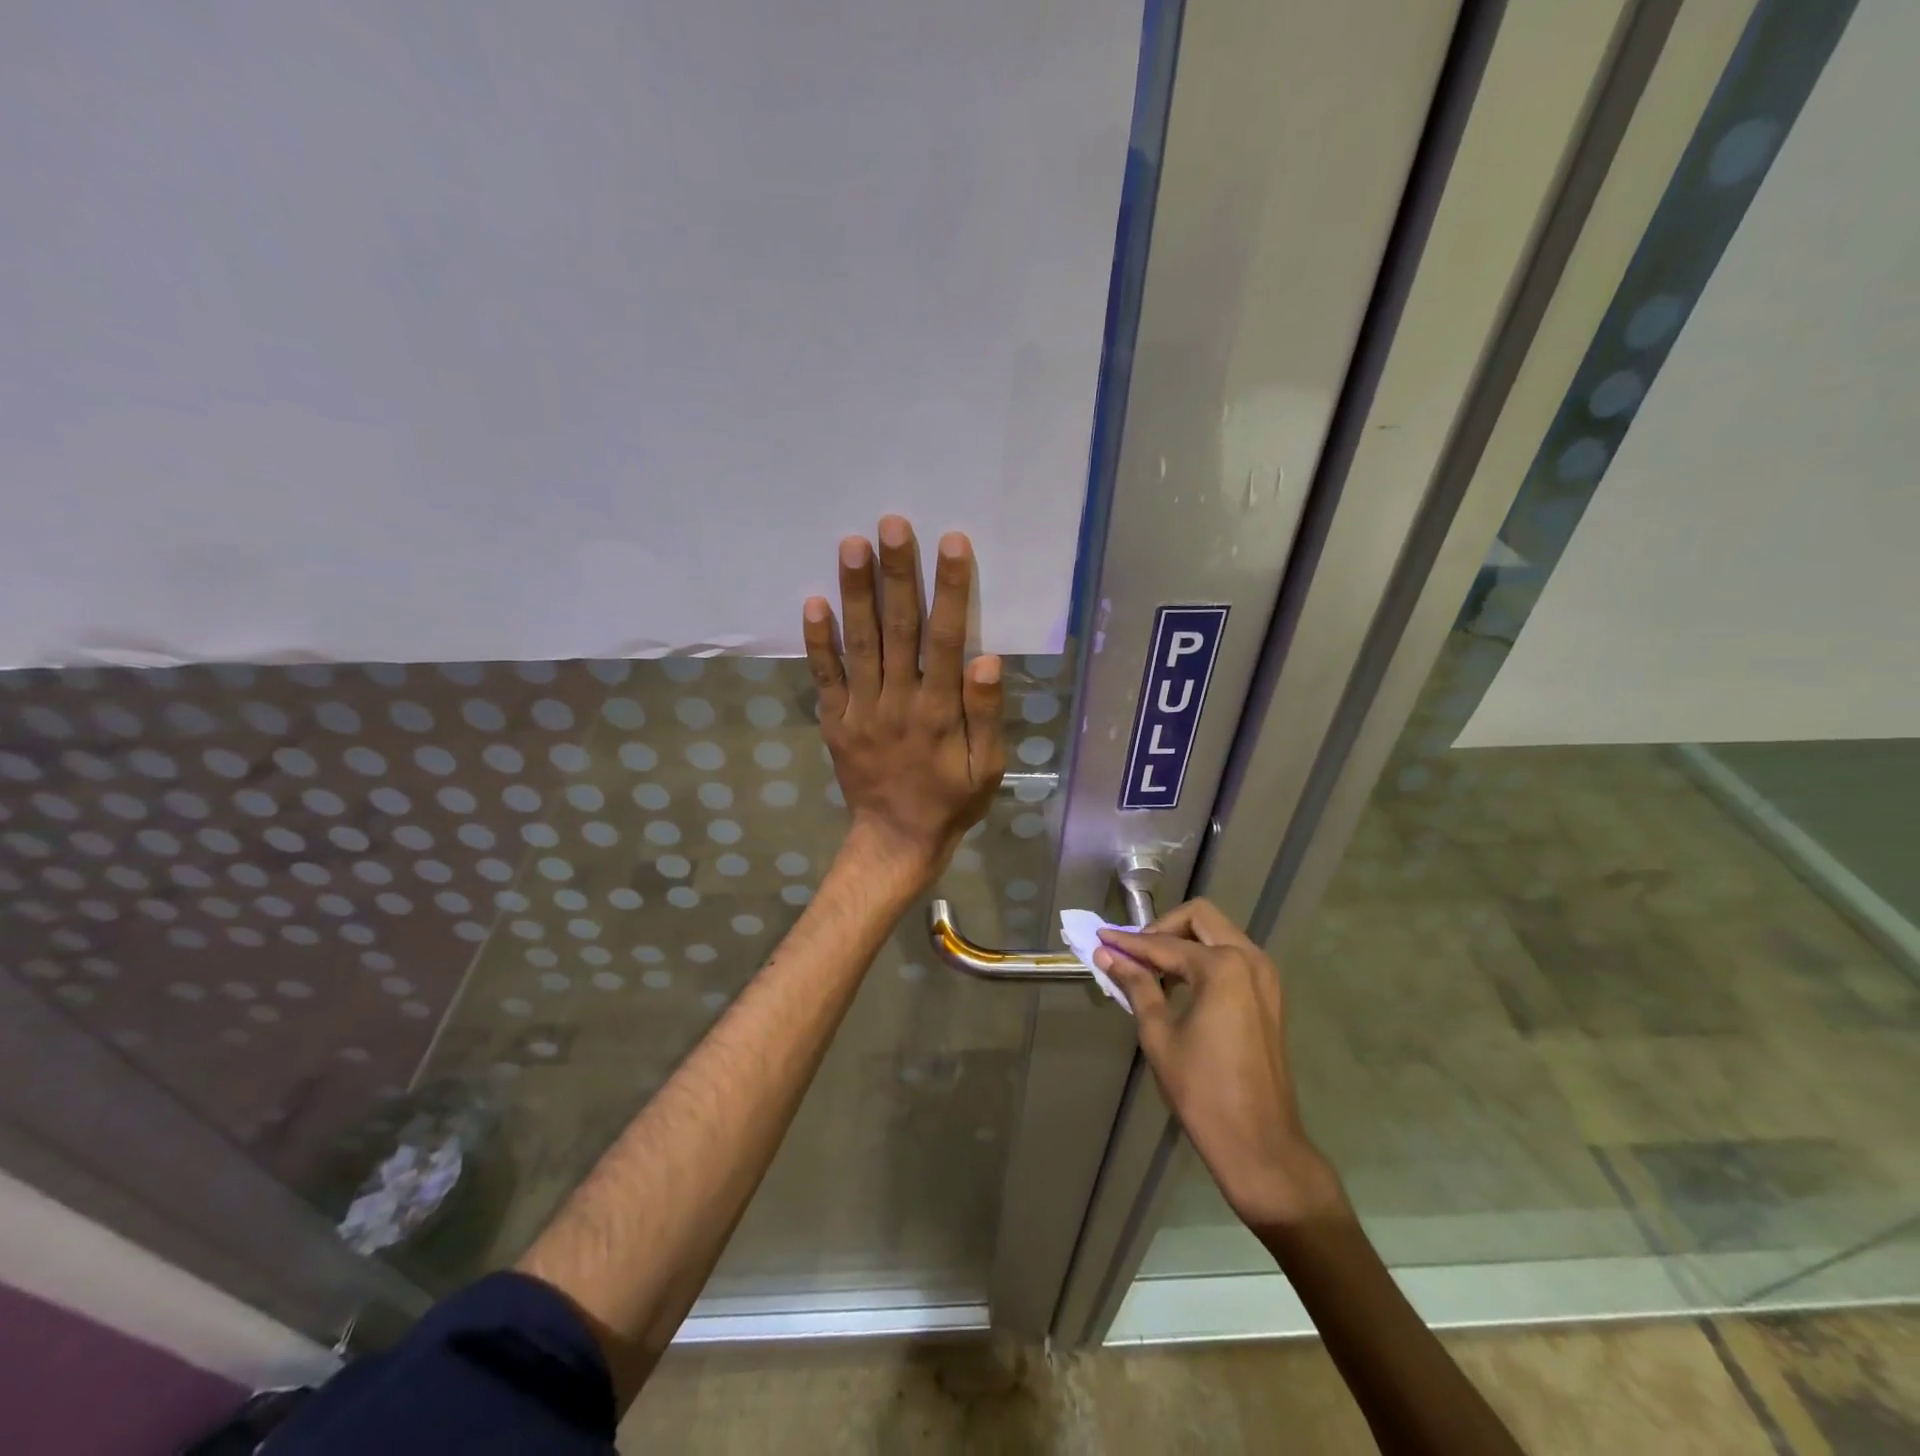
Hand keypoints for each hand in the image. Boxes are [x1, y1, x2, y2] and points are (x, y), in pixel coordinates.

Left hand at [803, 516, 1005, 888]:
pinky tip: (813, 601)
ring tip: (851, 545)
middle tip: (892, 523)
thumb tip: (985, 658)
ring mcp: (861, 709)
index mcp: (939, 710)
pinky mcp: (835, 720)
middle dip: (897, 574)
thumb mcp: (987, 767)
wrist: (896, 840)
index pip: (946, 639)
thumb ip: (986, 713)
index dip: (950, 590)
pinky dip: (818, 641)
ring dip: (855, 592)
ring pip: (859, 643)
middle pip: (898, 629)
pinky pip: (824, 676)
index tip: (951, 543)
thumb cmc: (951, 801)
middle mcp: (898, 701)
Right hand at [1095, 900, 1345, 1228]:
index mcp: (1223, 967)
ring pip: (1219, 934)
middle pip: (1200, 918)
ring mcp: (1266, 977)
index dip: (1128, 943)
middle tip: (1134, 952)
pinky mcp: (1270, 996)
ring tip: (1152, 969)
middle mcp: (1250, 959)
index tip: (1100, 937)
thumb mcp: (1159, 1035)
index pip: (1164, 944)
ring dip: (1185, 942)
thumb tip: (1107, 955)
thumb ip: (1136, 986)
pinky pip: (1233, 957)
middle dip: (1163, 928)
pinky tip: (1179, 985)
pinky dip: (1204, 959)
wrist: (1260, 1144)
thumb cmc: (1202, 1091)